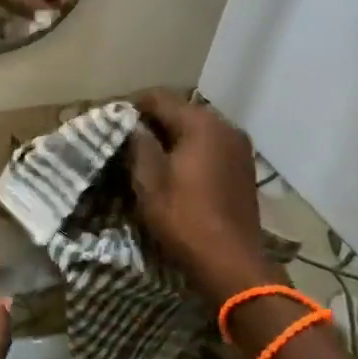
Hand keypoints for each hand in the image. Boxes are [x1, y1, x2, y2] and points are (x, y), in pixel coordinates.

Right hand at [128, 90, 276, 298]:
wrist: (230, 260)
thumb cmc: (183, 217)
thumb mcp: (149, 181)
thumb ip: (140, 145)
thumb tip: (134, 126)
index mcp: (201, 125)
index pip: (160, 98)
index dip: (134, 106)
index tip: (113, 121)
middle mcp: (225, 127)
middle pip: (182, 110)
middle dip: (155, 120)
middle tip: (129, 139)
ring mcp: (239, 147)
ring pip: (198, 129)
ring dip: (174, 136)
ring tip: (150, 155)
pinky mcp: (244, 167)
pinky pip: (212, 146)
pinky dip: (192, 149)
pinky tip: (177, 168)